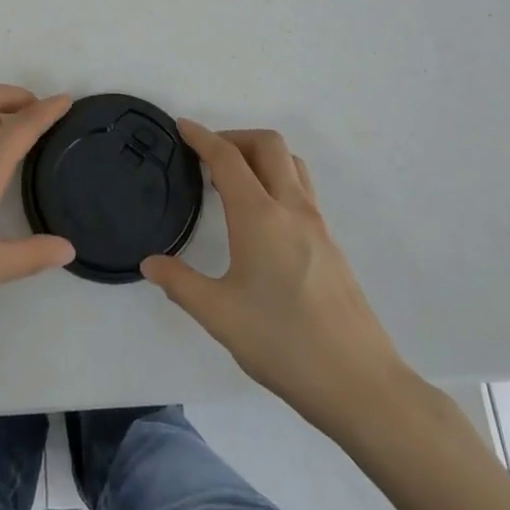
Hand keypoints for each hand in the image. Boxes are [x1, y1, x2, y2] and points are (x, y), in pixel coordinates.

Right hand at [142, 123, 411, 429]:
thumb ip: (180, 283)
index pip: (228, 158)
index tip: (182, 127)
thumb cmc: (283, 343)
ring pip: (291, 163)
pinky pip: (302, 189)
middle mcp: (291, 208)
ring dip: (261, 155)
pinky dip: (277, 179)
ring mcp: (317, 225)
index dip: (202, 137)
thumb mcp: (219, 316)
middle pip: (267, 145)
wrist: (359, 383)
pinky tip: (261, 218)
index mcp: (260, 216)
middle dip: (235, 137)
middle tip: (207, 157)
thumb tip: (150, 263)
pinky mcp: (331, 244)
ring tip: (234, 181)